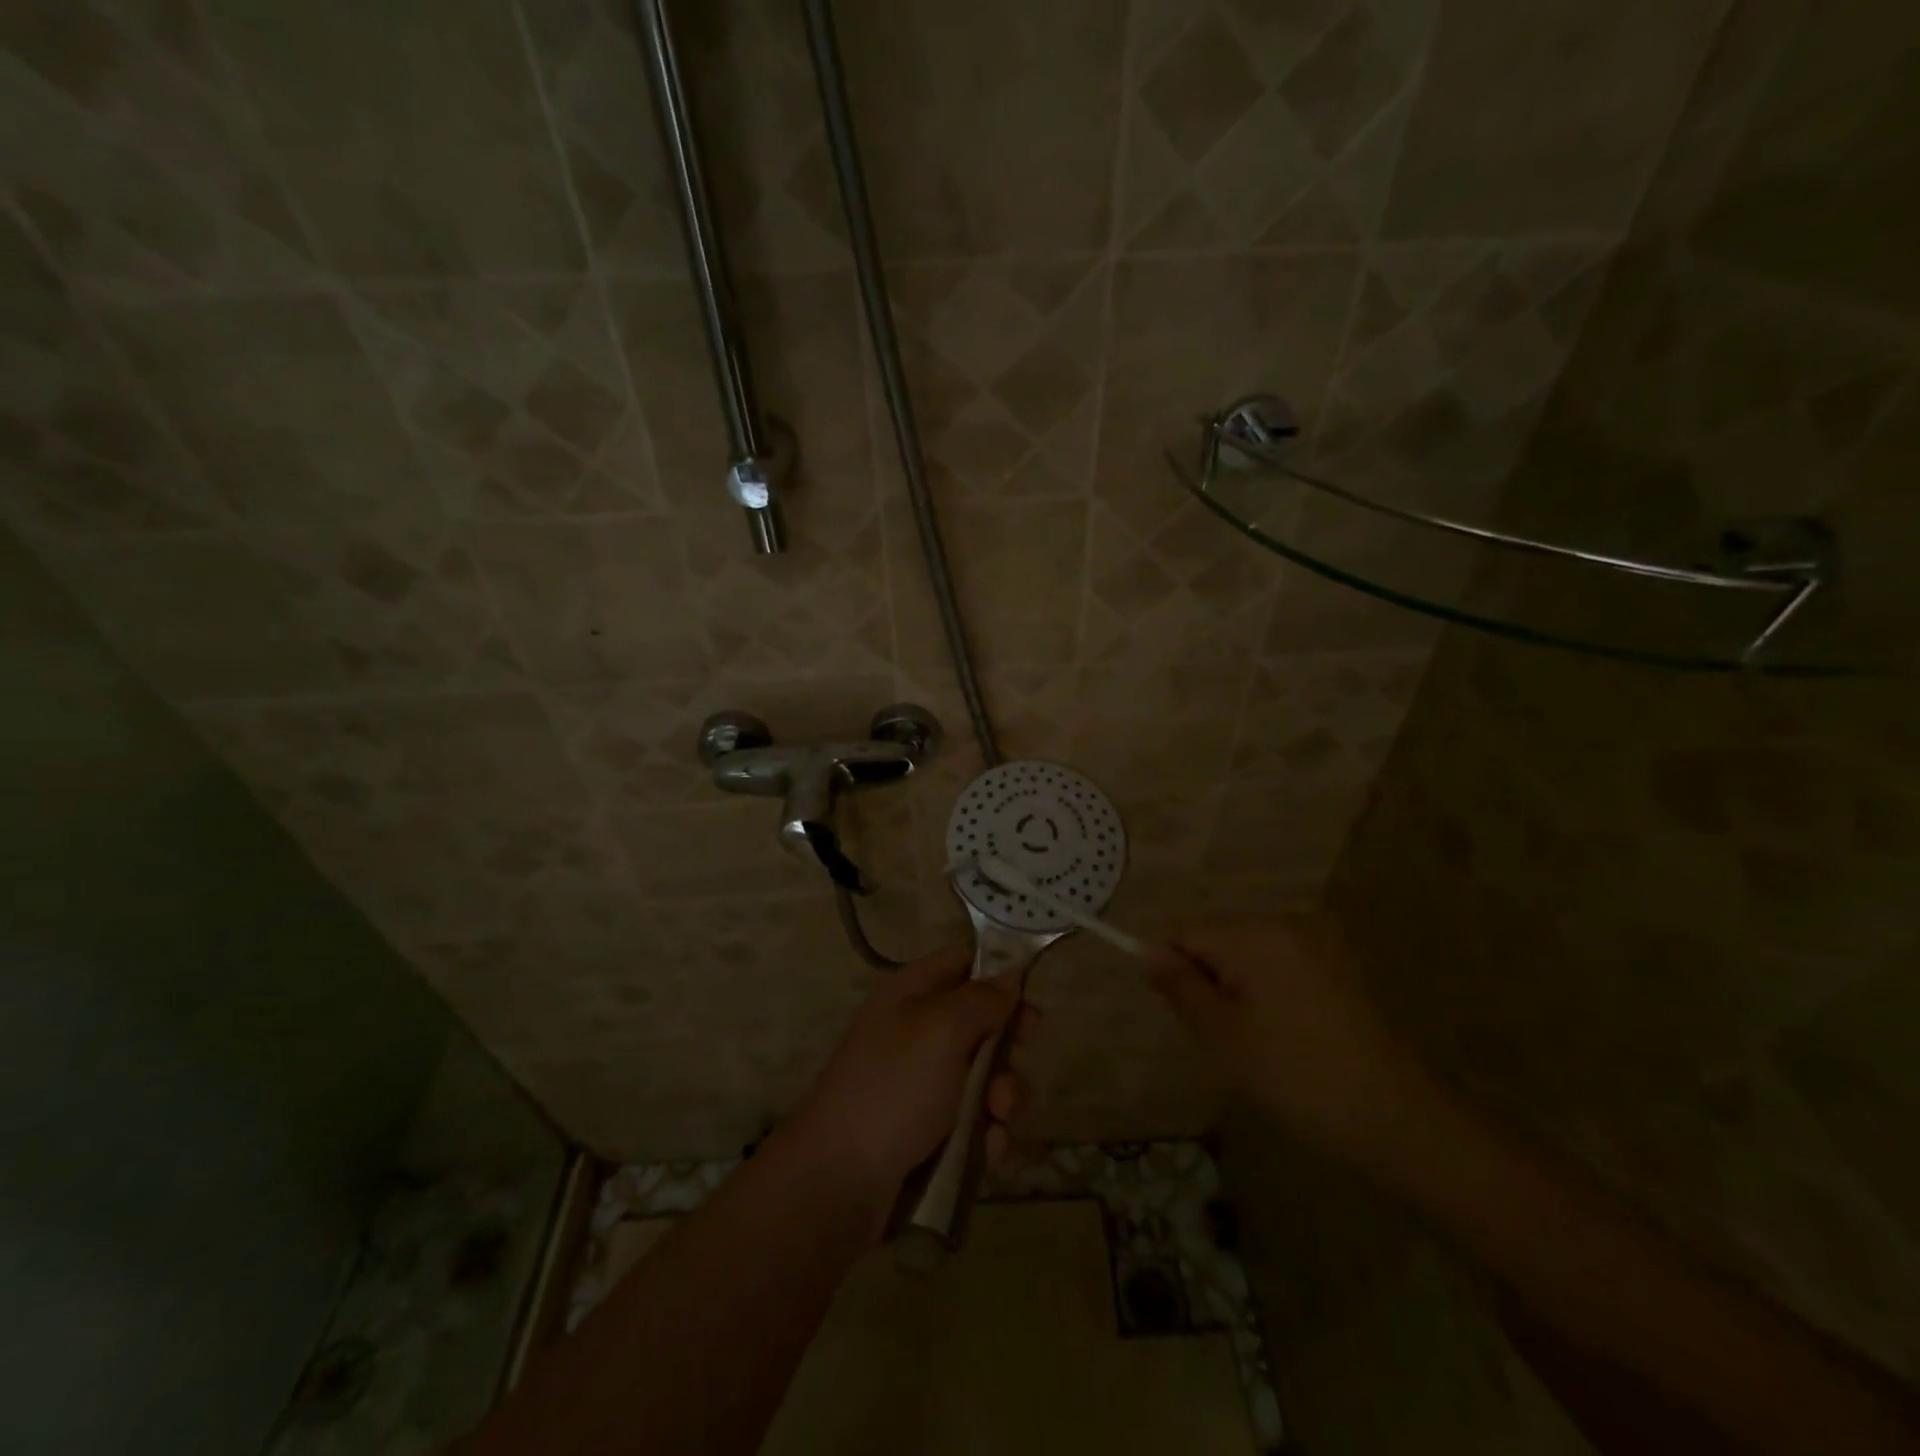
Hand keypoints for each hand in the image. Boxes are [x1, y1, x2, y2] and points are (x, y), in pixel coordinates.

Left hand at [791, 947, 1026, 1200]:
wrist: (840, 1181)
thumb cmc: (893, 1089)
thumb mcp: (941, 1031)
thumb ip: (981, 1000)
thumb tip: (1009, 977)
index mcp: (910, 993)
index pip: (963, 963)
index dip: (999, 977)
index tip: (1030, 1004)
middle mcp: (916, 1031)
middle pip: (981, 1024)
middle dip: (1006, 1051)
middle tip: (1010, 1071)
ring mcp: (921, 1083)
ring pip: (984, 1077)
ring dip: (1002, 1098)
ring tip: (997, 1120)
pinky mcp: (928, 1130)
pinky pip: (974, 1120)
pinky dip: (987, 1133)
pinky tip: (989, 1151)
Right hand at [1150, 914, 1438, 1171]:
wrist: (1398, 1121)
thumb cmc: (1296, 1077)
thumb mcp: (1221, 1036)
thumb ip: (1179, 986)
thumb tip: (1148, 952)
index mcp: (1257, 932)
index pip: (1186, 931)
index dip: (1174, 969)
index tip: (1186, 1016)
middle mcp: (1288, 921)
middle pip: (1218, 936)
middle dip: (1208, 978)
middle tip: (1223, 1036)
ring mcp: (1320, 941)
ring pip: (1248, 952)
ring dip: (1237, 987)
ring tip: (1257, 1041)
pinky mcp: (1341, 964)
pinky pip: (1280, 963)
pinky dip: (1268, 990)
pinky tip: (1286, 1035)